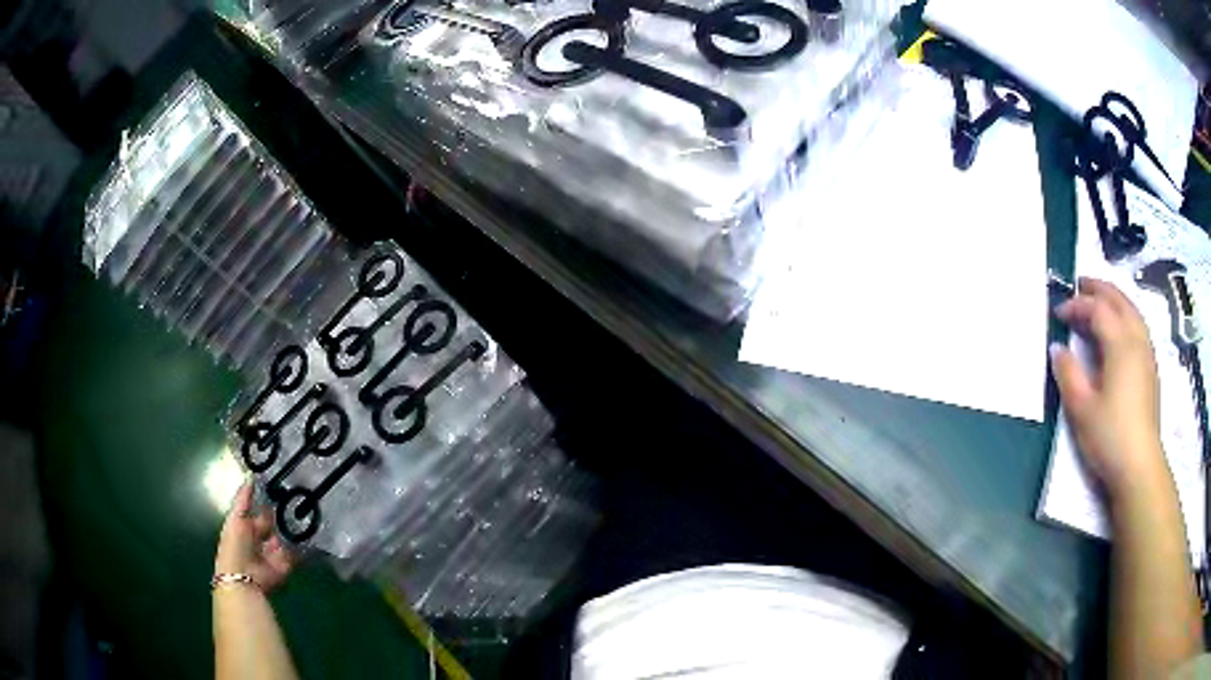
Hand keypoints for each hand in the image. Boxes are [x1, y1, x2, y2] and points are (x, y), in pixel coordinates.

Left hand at [215, 481, 296, 591]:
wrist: (245, 577)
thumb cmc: (235, 544)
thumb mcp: (235, 517)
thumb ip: (243, 498)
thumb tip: (250, 475)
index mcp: (245, 527)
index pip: (257, 511)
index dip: (266, 500)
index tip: (279, 484)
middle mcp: (259, 539)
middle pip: (272, 524)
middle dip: (281, 513)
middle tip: (295, 496)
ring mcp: (272, 553)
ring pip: (284, 537)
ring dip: (292, 528)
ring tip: (305, 510)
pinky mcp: (285, 565)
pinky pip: (295, 553)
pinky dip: (302, 545)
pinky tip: (310, 530)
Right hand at [1050, 278, 1165, 500]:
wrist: (1139, 466)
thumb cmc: (1110, 436)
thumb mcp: (1082, 408)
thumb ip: (1068, 374)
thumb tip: (1057, 348)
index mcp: (1120, 344)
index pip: (1097, 309)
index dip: (1077, 305)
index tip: (1058, 312)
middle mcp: (1136, 339)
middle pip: (1119, 300)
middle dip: (1098, 289)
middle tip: (1079, 286)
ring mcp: (1147, 353)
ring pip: (1132, 310)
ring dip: (1114, 299)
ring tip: (1099, 301)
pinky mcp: (1151, 368)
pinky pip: (1139, 326)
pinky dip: (1125, 315)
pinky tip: (1119, 330)